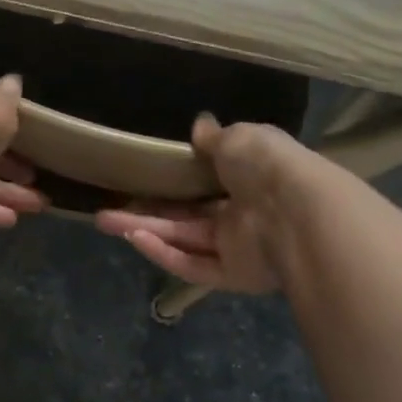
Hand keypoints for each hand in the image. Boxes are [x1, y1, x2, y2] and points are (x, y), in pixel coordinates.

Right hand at [96, 114, 316, 290]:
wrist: (297, 211)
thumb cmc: (267, 165)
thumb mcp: (238, 138)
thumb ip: (215, 137)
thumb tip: (200, 126)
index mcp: (248, 177)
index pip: (205, 180)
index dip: (172, 180)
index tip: (141, 176)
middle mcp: (241, 213)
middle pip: (185, 215)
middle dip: (146, 211)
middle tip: (107, 208)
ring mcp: (237, 246)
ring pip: (182, 240)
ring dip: (145, 231)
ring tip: (104, 221)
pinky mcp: (232, 275)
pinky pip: (193, 265)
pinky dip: (164, 254)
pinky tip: (135, 239)